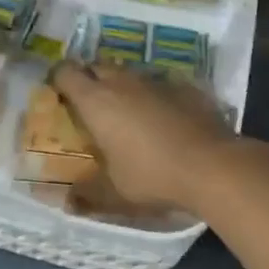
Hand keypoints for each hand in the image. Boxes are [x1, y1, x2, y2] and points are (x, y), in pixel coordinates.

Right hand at [49, 61, 237, 214]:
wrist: (211, 164)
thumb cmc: (152, 176)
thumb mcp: (114, 192)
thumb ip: (88, 193)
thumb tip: (66, 201)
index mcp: (96, 101)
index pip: (66, 72)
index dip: (58, 79)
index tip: (57, 93)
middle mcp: (122, 82)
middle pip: (97, 66)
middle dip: (89, 79)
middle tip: (90, 104)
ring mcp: (154, 80)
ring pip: (128, 73)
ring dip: (122, 86)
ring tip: (126, 111)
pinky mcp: (182, 86)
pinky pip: (158, 83)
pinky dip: (153, 95)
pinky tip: (161, 117)